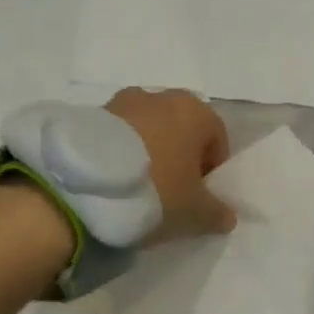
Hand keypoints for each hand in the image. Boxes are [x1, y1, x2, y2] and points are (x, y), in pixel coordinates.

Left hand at [104, 88, 236, 241]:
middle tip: (170, 190)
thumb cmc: (156, 190)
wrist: (85, 186)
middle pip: (180, 129)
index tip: (200, 195)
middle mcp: (160, 96)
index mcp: (194, 111)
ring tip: (138, 186)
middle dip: (179, 156)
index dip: (211, 169)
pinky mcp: (91, 114)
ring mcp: (122, 102)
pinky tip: (114, 180)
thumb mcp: (194, 212)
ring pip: (147, 129)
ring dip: (148, 152)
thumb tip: (227, 217)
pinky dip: (121, 152)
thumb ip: (217, 213)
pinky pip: (118, 135)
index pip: (216, 138)